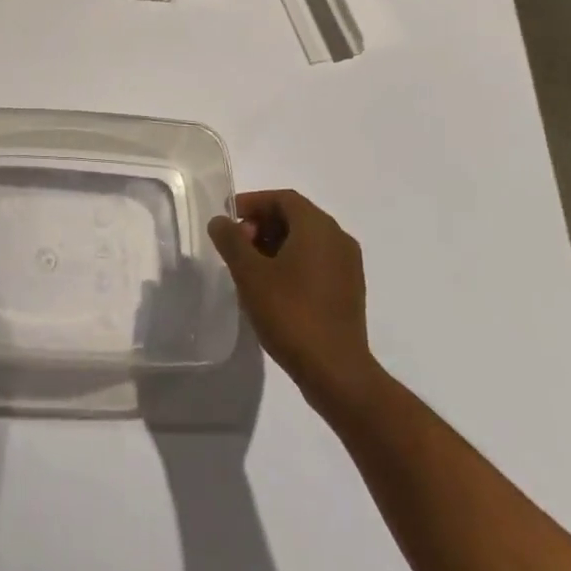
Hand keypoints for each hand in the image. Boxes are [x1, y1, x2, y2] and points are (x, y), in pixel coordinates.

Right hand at [208, 189, 373, 405]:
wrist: (337, 372)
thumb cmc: (290, 314)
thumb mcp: (250, 274)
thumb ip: (231, 241)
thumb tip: (220, 221)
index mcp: (317, 226)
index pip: (282, 198)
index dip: (253, 203)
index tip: (229, 220)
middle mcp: (338, 238)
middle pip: (295, 216)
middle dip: (262, 225)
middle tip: (237, 246)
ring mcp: (348, 265)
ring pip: (306, 240)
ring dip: (276, 244)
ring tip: (251, 268)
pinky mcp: (350, 290)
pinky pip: (317, 261)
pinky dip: (293, 262)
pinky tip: (273, 288)